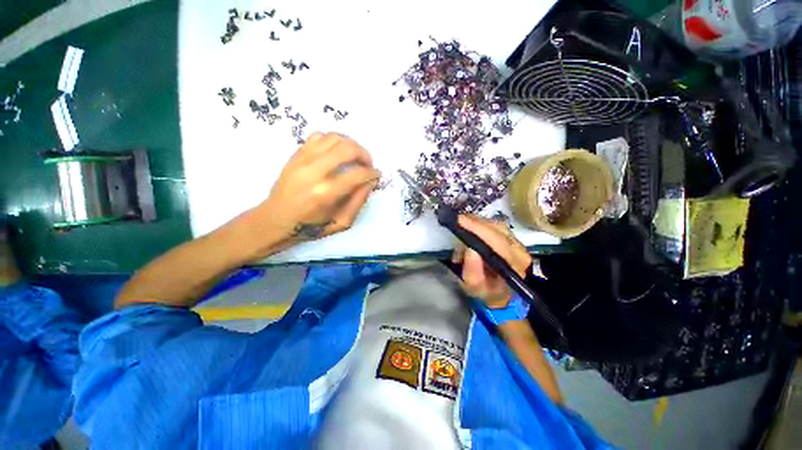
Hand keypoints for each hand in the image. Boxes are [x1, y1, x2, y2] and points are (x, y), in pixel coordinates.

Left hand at [244, 132, 379, 255]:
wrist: (276, 219)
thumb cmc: (312, 226)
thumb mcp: (342, 222)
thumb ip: (359, 201)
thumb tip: (371, 181)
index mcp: (326, 193)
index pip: (358, 174)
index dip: (373, 173)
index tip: (377, 175)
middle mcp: (314, 172)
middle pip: (347, 148)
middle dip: (364, 154)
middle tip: (367, 164)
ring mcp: (302, 160)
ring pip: (334, 137)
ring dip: (350, 145)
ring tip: (354, 157)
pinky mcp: (295, 155)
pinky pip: (318, 136)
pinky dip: (333, 141)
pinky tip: (336, 152)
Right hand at [452, 215, 532, 308]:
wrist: (501, 294)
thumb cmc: (486, 292)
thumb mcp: (475, 288)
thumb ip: (472, 270)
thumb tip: (469, 248)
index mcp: (513, 266)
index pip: (498, 241)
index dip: (478, 229)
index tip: (460, 221)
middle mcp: (520, 251)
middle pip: (498, 229)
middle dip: (475, 223)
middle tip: (457, 220)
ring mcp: (518, 243)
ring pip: (497, 224)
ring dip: (477, 222)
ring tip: (461, 223)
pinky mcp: (512, 238)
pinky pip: (495, 225)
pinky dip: (481, 223)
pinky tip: (470, 225)